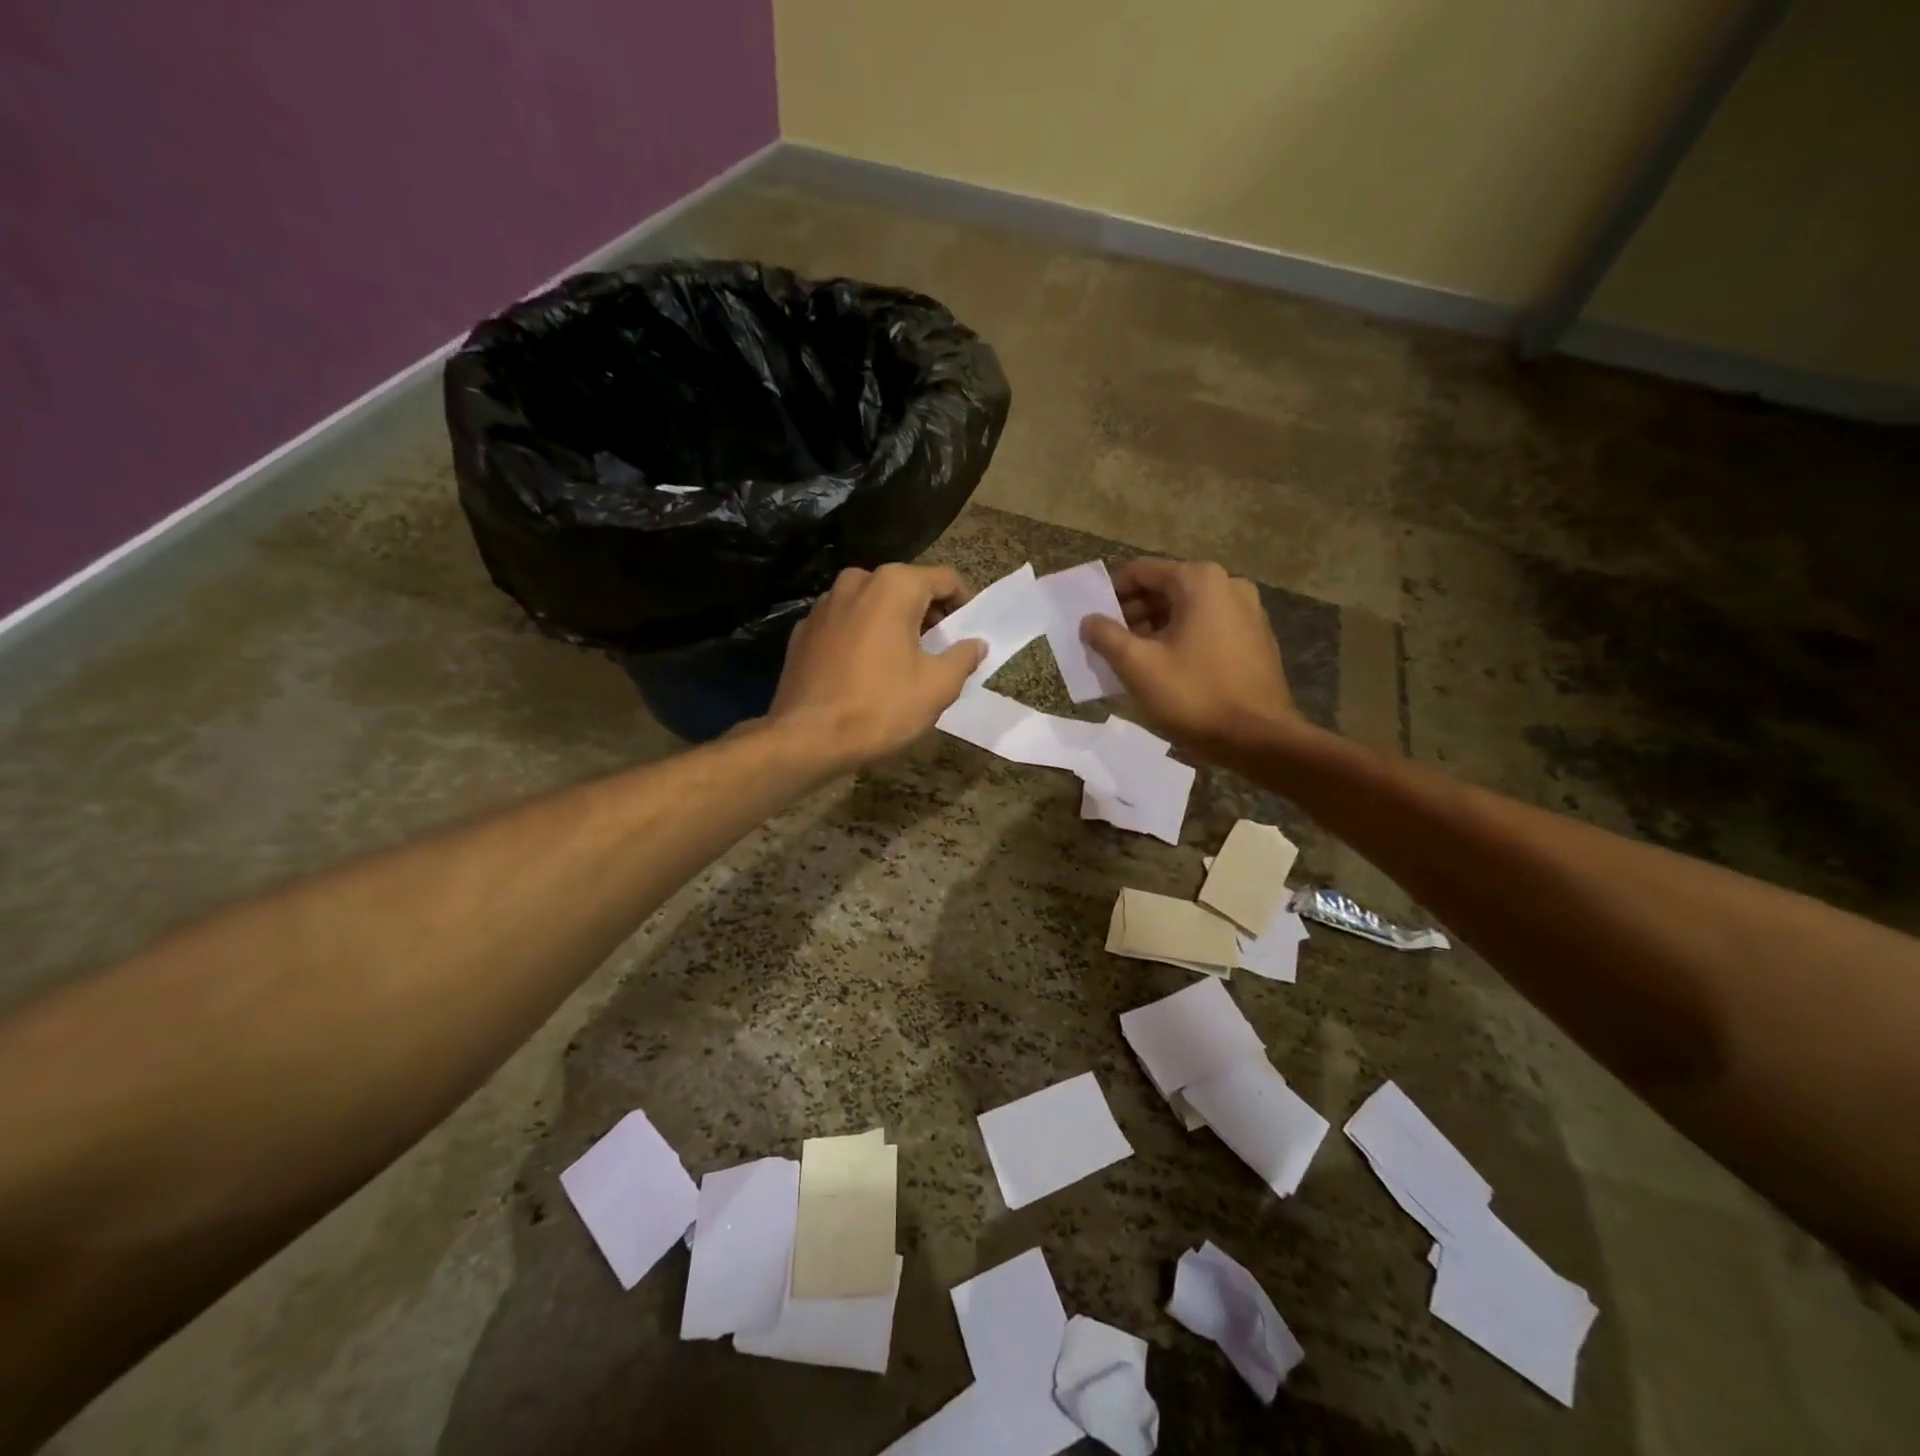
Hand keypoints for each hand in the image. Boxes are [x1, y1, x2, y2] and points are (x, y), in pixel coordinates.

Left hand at [767, 564, 985, 766]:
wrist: (806, 738)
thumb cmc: (880, 707)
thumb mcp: (938, 686)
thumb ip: (963, 657)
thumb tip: (976, 644)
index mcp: (894, 586)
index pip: (945, 579)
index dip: (962, 604)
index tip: (966, 633)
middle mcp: (856, 582)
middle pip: (906, 588)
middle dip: (926, 615)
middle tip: (937, 651)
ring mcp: (824, 605)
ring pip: (872, 604)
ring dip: (891, 624)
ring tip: (900, 662)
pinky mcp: (803, 630)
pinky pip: (845, 624)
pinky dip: (861, 637)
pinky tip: (863, 672)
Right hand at [1081, 558, 1302, 758]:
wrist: (1258, 739)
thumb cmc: (1193, 695)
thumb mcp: (1137, 665)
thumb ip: (1106, 636)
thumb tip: (1089, 620)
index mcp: (1199, 581)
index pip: (1141, 572)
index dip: (1111, 594)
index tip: (1095, 621)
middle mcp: (1228, 584)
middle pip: (1165, 588)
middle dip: (1134, 614)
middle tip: (1111, 644)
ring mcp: (1248, 610)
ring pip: (1187, 609)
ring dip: (1157, 628)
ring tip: (1136, 660)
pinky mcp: (1257, 638)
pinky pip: (1209, 627)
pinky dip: (1184, 639)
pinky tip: (1170, 669)